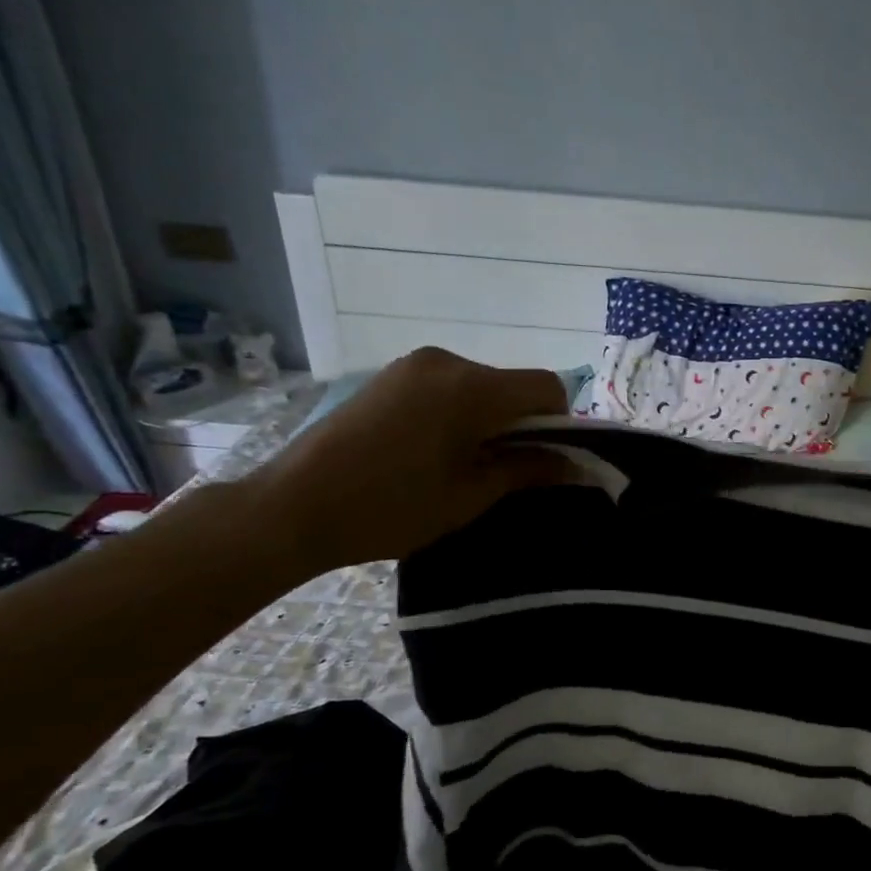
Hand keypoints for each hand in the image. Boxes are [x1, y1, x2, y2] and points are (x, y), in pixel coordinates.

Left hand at [242, 348, 568, 577]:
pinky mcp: (390, 376)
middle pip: (513, 385)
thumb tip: (578, 466)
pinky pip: (448, 386)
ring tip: (465, 464)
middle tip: (507, 471)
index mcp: (471, 388)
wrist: (293, 507)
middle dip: (524, 424)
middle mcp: (446, 362)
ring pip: (481, 386)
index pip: (547, 386)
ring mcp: (413, 365)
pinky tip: (435, 450)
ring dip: (491, 419)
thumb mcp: (471, 496)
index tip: (547, 460)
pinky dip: (461, 412)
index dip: (561, 422)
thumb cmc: (391, 508)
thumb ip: (529, 471)